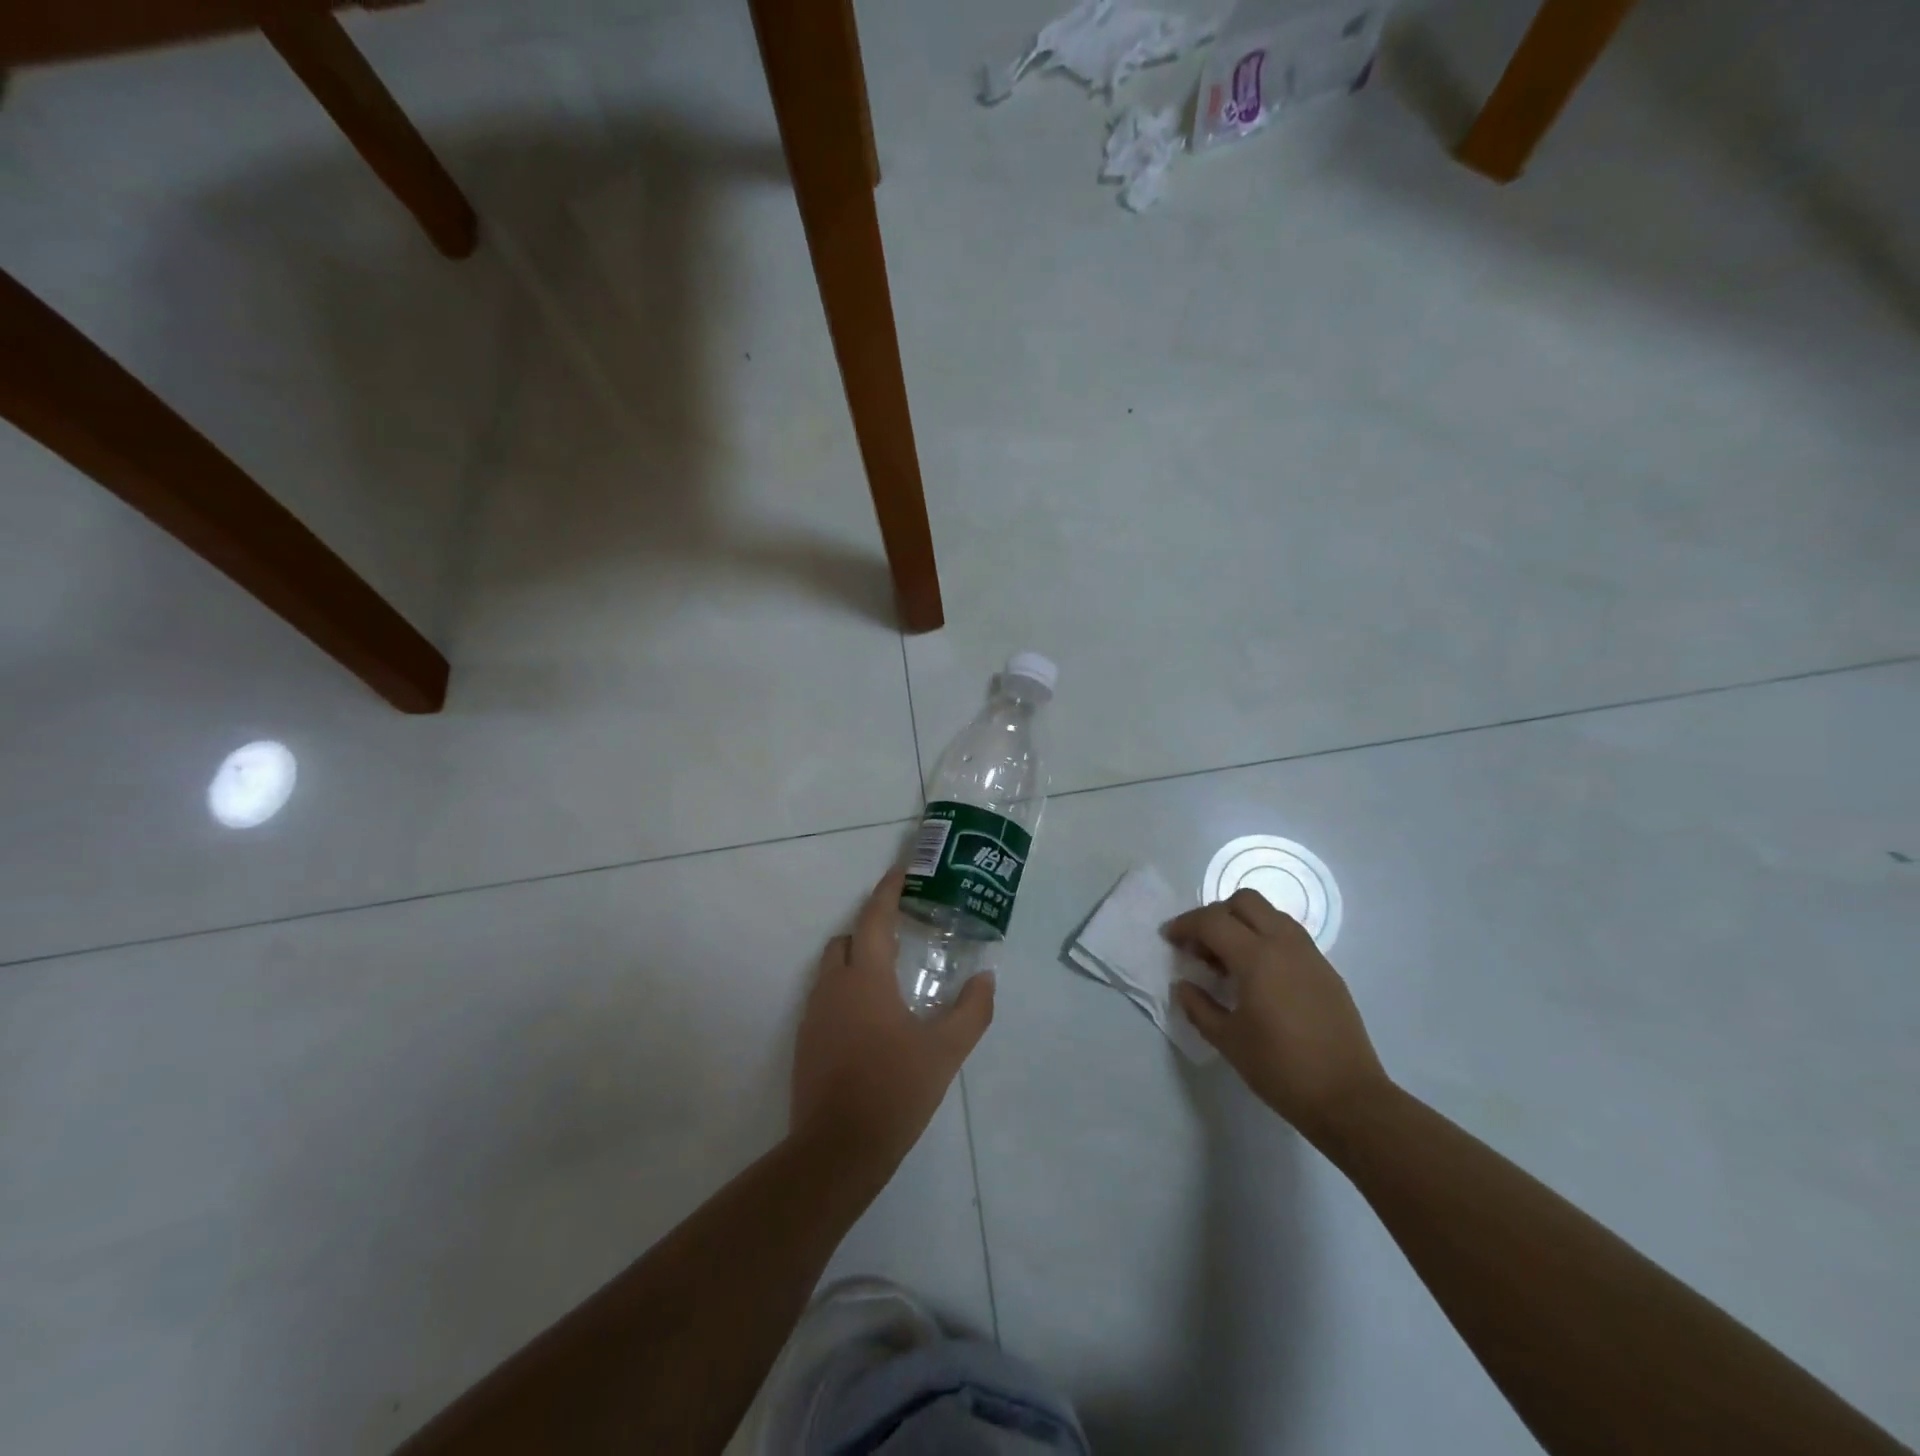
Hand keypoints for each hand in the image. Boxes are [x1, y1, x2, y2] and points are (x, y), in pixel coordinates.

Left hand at [791, 869, 995, 1177]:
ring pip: (832, 968)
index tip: (901, 872)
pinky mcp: (806, 1041)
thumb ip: (971, 1011)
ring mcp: (814, 1014)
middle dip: (870, 928)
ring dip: (857, 959)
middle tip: (903, 932)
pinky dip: (847, 990)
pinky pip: (826, 997)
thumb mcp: (945, 1051)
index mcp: (865, 978)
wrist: (837, 1150)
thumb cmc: (894, 1090)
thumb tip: (986, 978)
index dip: (887, 891)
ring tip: (891, 975)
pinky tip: (872, 1017)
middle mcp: (834, 986)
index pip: (873, 918)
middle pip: (847, 939)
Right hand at [1166, 888, 1389, 1143]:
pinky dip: (1266, 939)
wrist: (1348, 1099)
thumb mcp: (1227, 1040)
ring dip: (1243, 923)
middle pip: (1245, 902)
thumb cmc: (1280, 1069)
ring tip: (1229, 959)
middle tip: (1200, 945)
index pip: (1212, 921)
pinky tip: (1259, 975)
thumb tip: (1183, 985)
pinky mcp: (1326, 971)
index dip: (1185, 925)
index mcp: (1257, 958)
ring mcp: (1310, 955)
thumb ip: (1199, 1007)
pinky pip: (1289, 936)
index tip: (1169, 939)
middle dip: (1215, 915)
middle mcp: (1284, 944)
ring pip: (1271, 914)